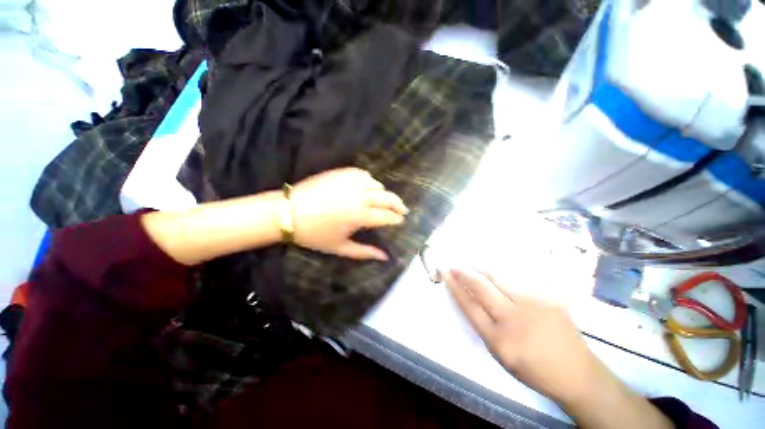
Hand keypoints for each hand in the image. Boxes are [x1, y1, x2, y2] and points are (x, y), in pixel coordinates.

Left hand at [290, 167, 407, 260]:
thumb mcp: (341, 247)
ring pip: (378, 185)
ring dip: (384, 193)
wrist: (288, 212)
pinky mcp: (342, 172)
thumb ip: (365, 252)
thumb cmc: (314, 234)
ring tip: (383, 201)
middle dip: (399, 204)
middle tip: (403, 209)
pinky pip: (364, 174)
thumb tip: (386, 257)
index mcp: (360, 216)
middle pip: (388, 198)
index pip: (387, 216)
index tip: (402, 220)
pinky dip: (370, 181)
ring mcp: (351, 182)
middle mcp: (360, 196)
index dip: (397, 218)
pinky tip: (367, 187)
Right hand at [443, 269, 596, 404]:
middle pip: (481, 287)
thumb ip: (483, 326)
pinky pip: (519, 280)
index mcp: (498, 339)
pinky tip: (496, 270)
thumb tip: (470, 298)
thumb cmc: (533, 369)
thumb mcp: (500, 355)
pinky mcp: (548, 297)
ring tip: (472, 264)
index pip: (469, 305)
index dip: (454, 287)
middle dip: (463, 273)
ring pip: (499, 278)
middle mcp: (513, 318)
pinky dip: (503, 274)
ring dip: (481, 269)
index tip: (445, 273)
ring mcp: (533, 305)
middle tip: (454, 265)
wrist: (576, 373)